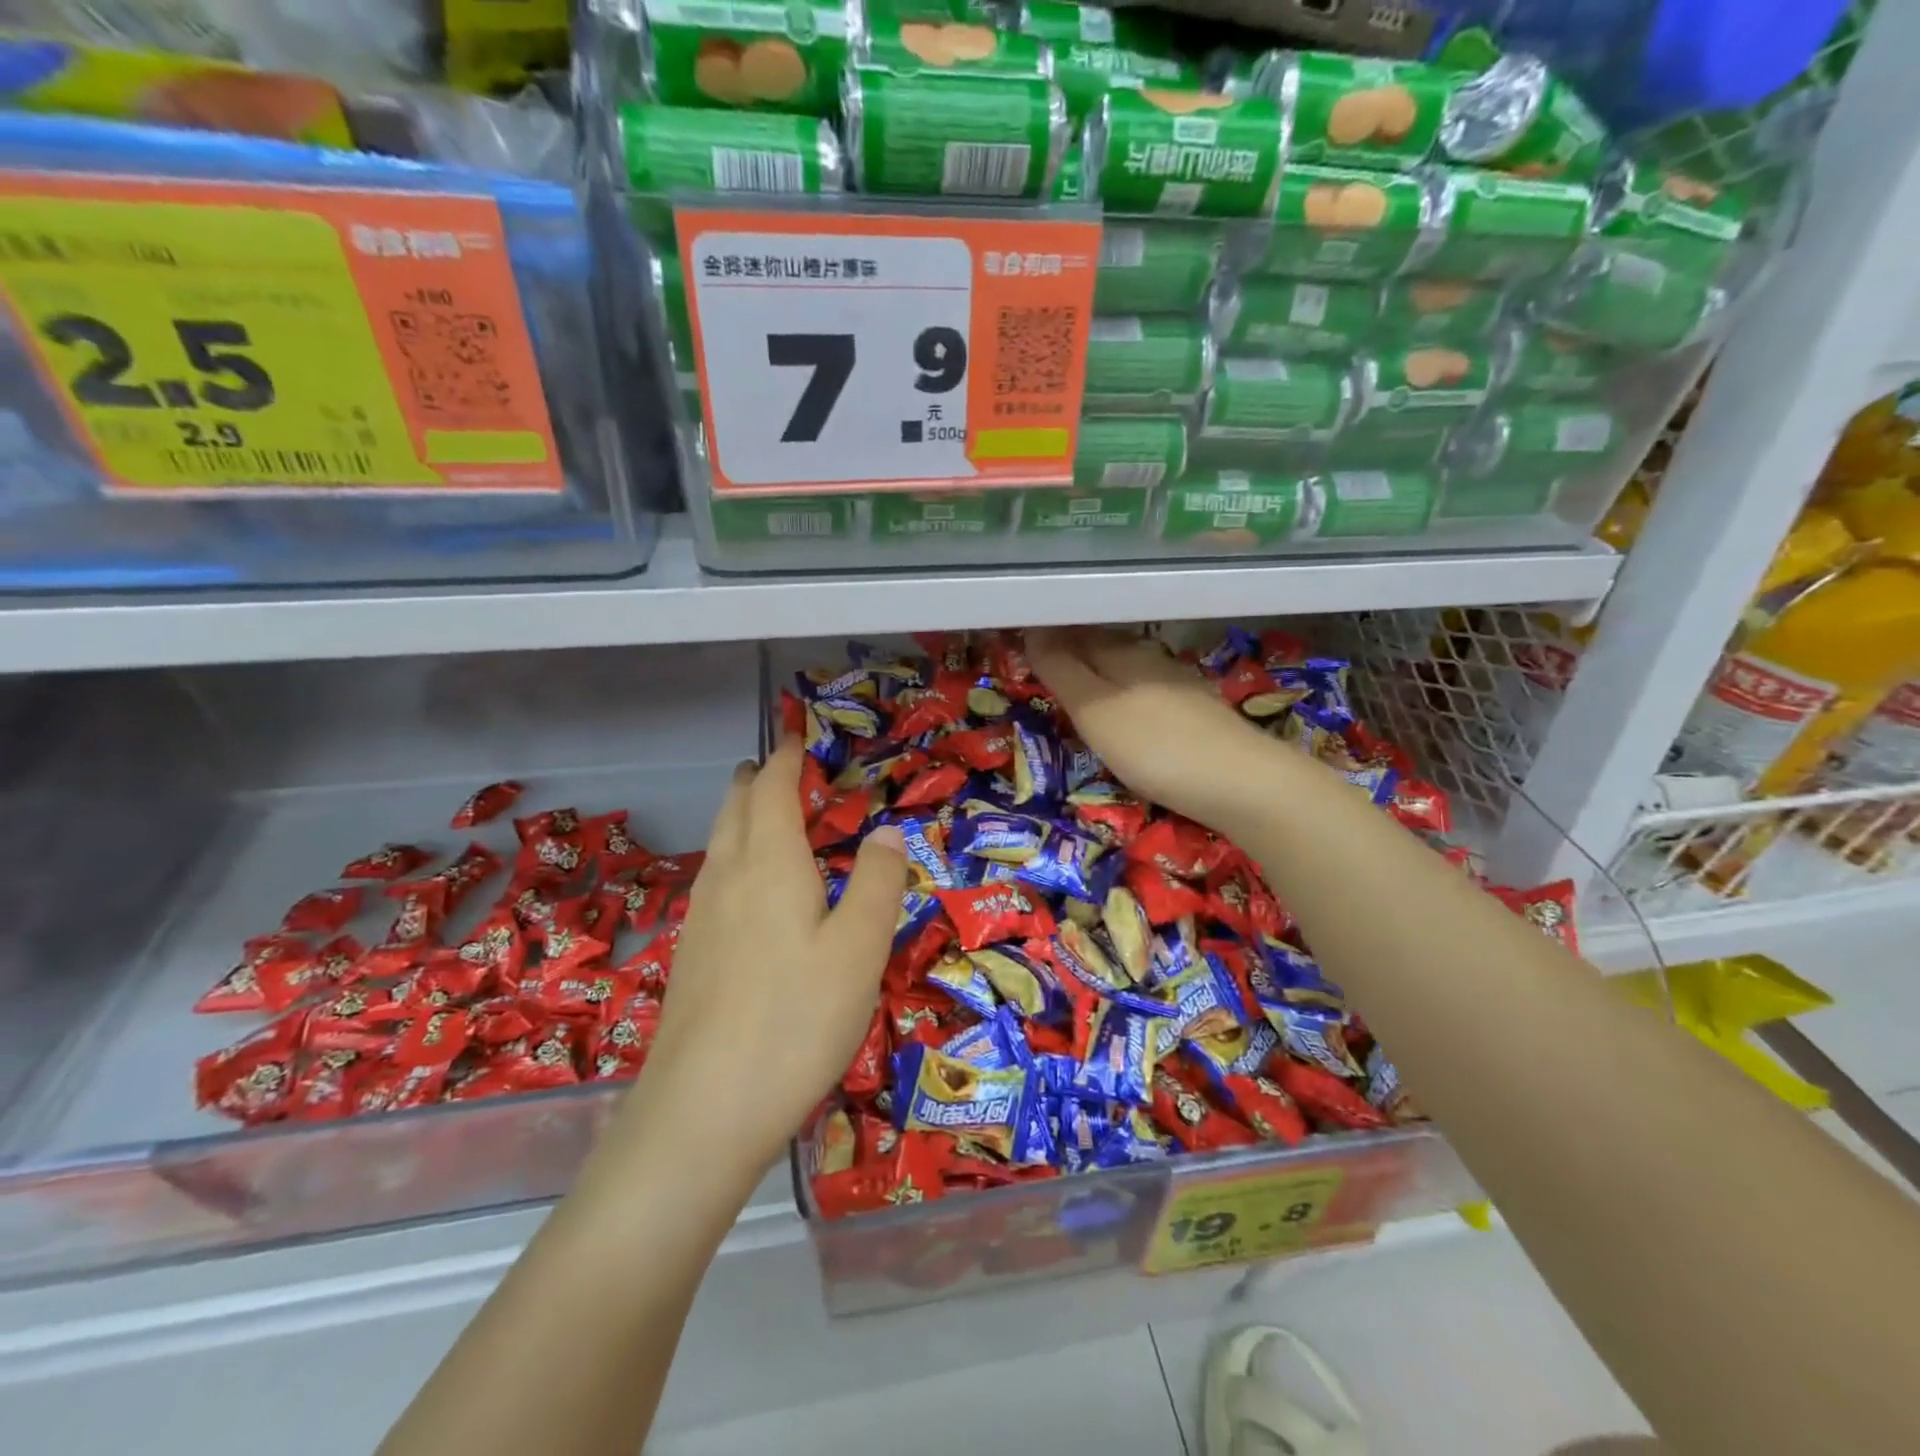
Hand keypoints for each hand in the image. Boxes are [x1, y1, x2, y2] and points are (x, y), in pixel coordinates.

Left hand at [617, 742, 907, 1181]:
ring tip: (764, 812)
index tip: (797, 735)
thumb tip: (886, 832)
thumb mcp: (859, 950)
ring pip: (719, 843)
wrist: (701, 1112)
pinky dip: (734, 856)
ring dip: (741, 815)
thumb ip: (879, 883)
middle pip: (735, 809)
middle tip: (780, 766)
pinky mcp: (692, 955)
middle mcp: (727, 878)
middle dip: (757, 780)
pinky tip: (747, 888)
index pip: (773, 789)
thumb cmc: (794, 1020)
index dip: (787, 757)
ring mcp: (702, 918)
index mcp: (768, 863)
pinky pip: (714, 879)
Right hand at [1027, 627, 1280, 831]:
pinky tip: (1127, 711)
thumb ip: (1062, 671)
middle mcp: (1151, 659)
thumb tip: (1032, 628)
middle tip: (1041, 665)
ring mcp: (1179, 684)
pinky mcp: (1198, 712)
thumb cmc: (1156, 747)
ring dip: (1100, 671)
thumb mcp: (1095, 711)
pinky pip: (1148, 690)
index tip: (1019, 644)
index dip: (1046, 637)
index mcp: (1122, 653)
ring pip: (1128, 667)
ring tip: (1077, 687)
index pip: (1074, 633)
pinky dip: (1126, 694)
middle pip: (1102, 645)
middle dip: (1072, 650)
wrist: (1243, 784)